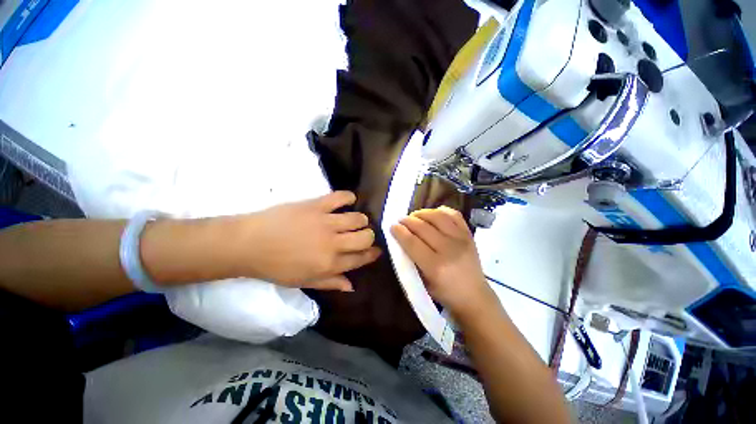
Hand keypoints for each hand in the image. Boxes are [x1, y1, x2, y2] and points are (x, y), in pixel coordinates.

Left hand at [229, 191, 380, 290]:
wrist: (249, 244)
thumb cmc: (275, 267)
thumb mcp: (303, 281)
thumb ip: (330, 283)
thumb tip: (352, 286)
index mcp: (330, 264)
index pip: (360, 258)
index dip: (372, 254)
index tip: (376, 250)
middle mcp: (333, 244)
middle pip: (365, 237)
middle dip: (368, 236)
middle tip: (363, 235)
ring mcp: (326, 223)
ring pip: (358, 218)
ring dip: (361, 220)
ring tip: (355, 220)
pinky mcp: (316, 205)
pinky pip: (341, 197)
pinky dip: (349, 197)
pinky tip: (349, 200)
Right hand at [390, 206, 497, 319]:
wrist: (474, 295)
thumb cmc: (445, 292)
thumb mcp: (422, 282)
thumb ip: (411, 260)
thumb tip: (401, 239)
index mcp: (435, 266)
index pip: (412, 242)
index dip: (399, 232)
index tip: (392, 226)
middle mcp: (449, 249)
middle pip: (423, 227)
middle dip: (407, 220)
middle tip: (401, 220)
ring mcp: (461, 239)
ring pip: (437, 216)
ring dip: (422, 213)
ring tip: (415, 216)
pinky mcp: (469, 234)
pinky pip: (453, 214)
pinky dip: (441, 211)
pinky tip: (433, 214)